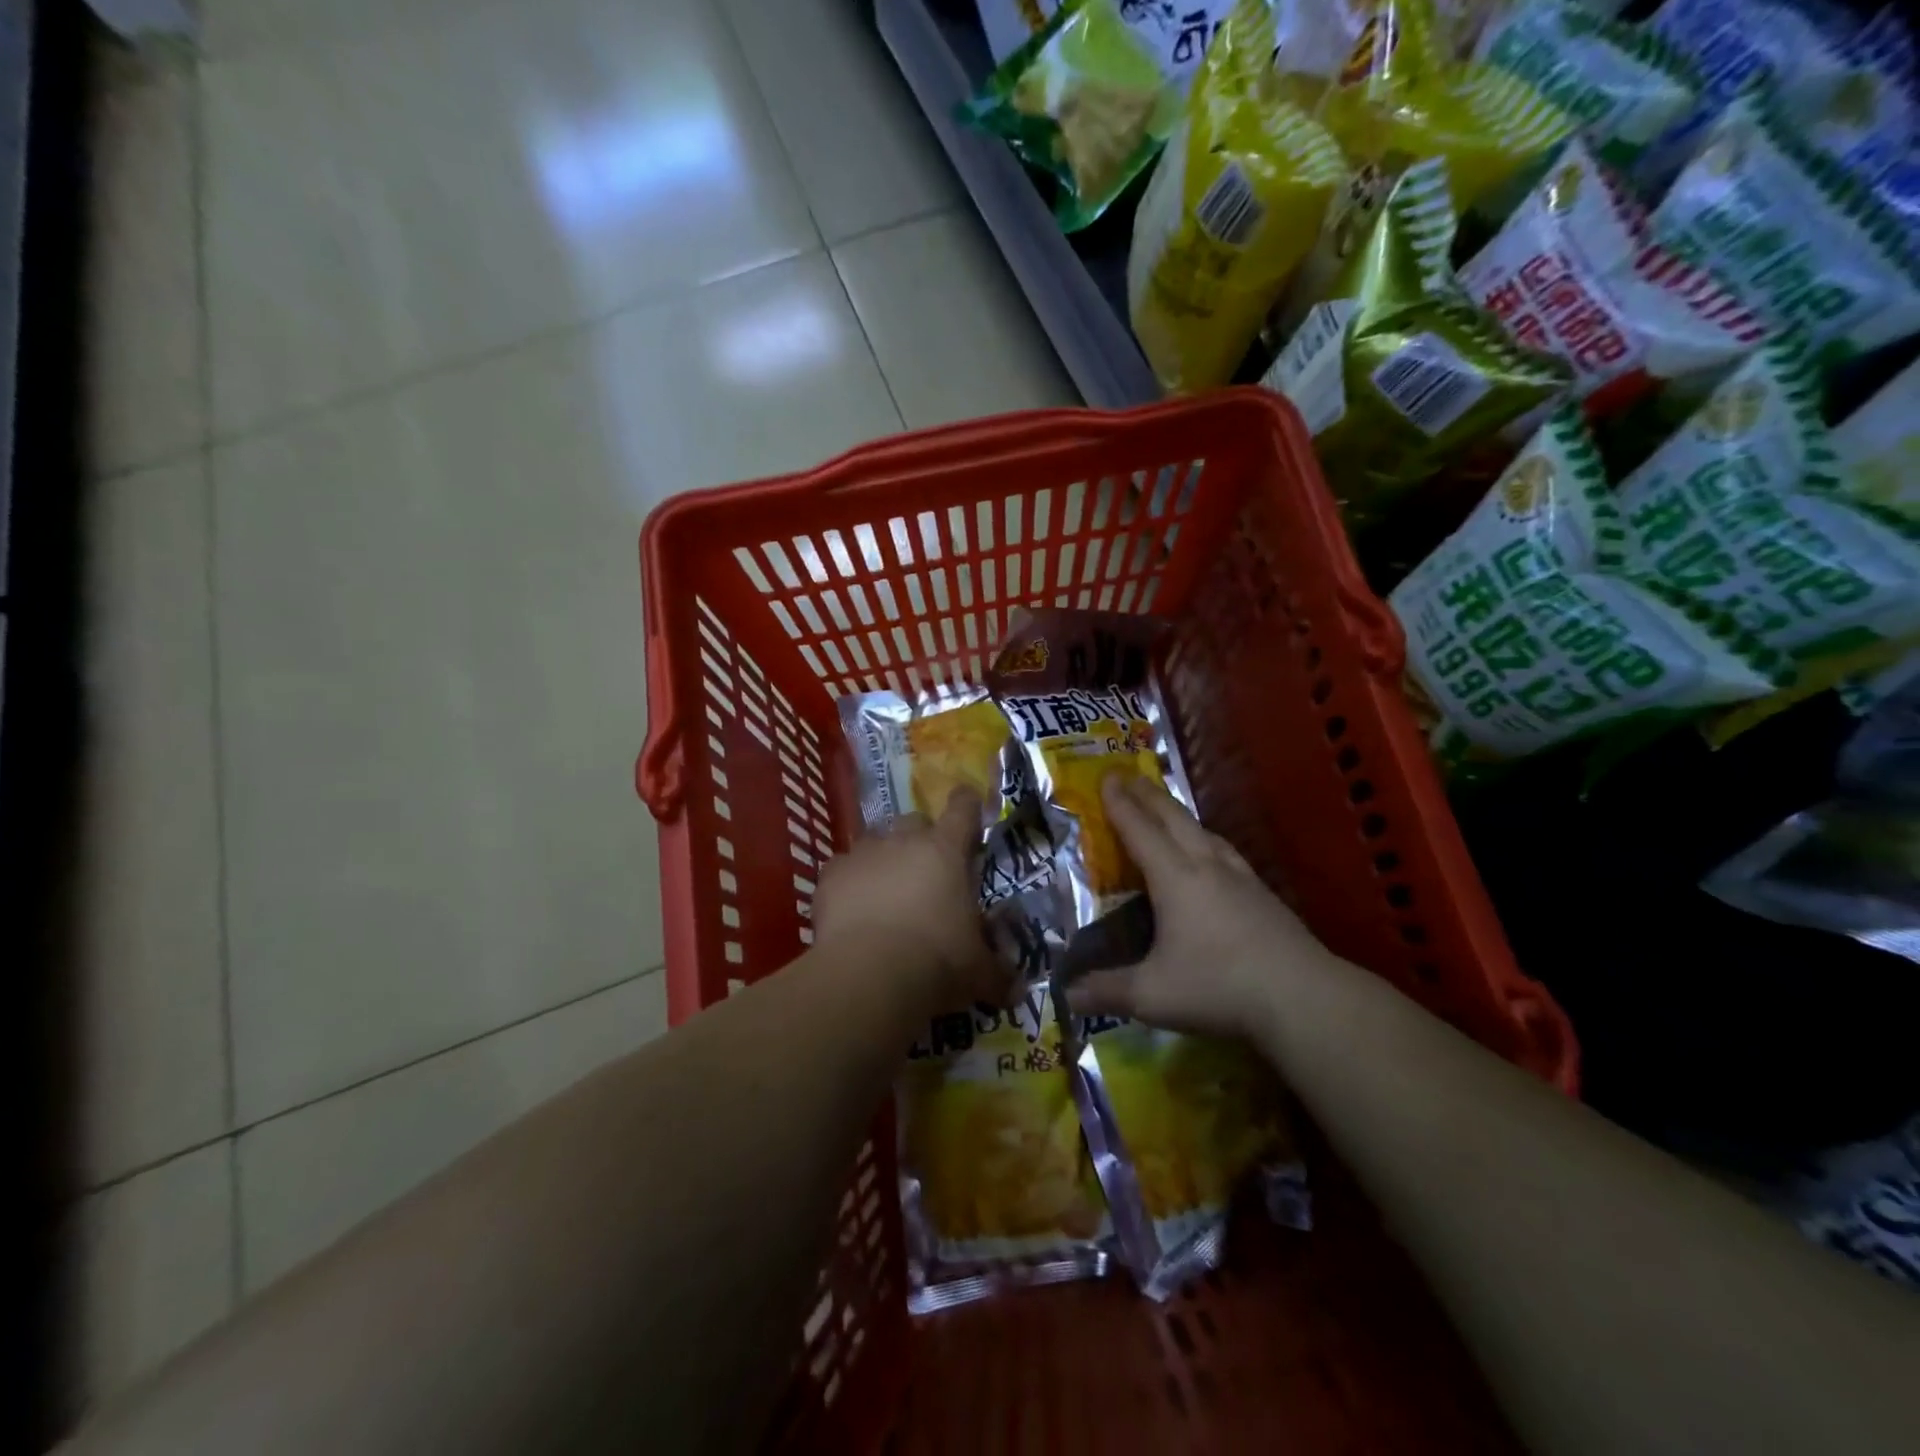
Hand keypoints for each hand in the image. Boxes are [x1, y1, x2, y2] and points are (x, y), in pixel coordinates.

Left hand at [813, 789, 1005, 1015]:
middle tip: (926, 870)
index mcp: (946, 851)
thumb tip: (1017, 990)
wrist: (870, 974)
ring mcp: (863, 854)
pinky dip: (849, 883)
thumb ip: (998, 973)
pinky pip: (842, 869)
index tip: (969, 802)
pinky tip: (851, 909)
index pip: (963, 809)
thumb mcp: (979, 972)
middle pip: (914, 821)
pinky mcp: (831, 875)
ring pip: (875, 841)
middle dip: (921, 839)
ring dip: (883, 859)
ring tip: (885, 891)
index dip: (967, 804)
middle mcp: (904, 841)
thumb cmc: (937, 962)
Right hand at [1071, 775, 1334, 1040]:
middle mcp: (1206, 866)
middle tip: (1128, 776)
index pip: (1140, 830)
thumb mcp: (1152, 995)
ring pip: (1203, 831)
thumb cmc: (1219, 987)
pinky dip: (1205, 838)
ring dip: (1178, 814)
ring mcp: (1240, 878)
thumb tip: (1065, 996)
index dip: (1120, 804)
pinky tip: (1212, 853)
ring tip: (1166, 809)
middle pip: (1173, 818)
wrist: (1303, 997)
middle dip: (1147, 795)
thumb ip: (1106, 991)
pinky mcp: (1264, 895)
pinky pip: (1225, 851)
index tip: (1106, 777)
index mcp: (1175, 878)